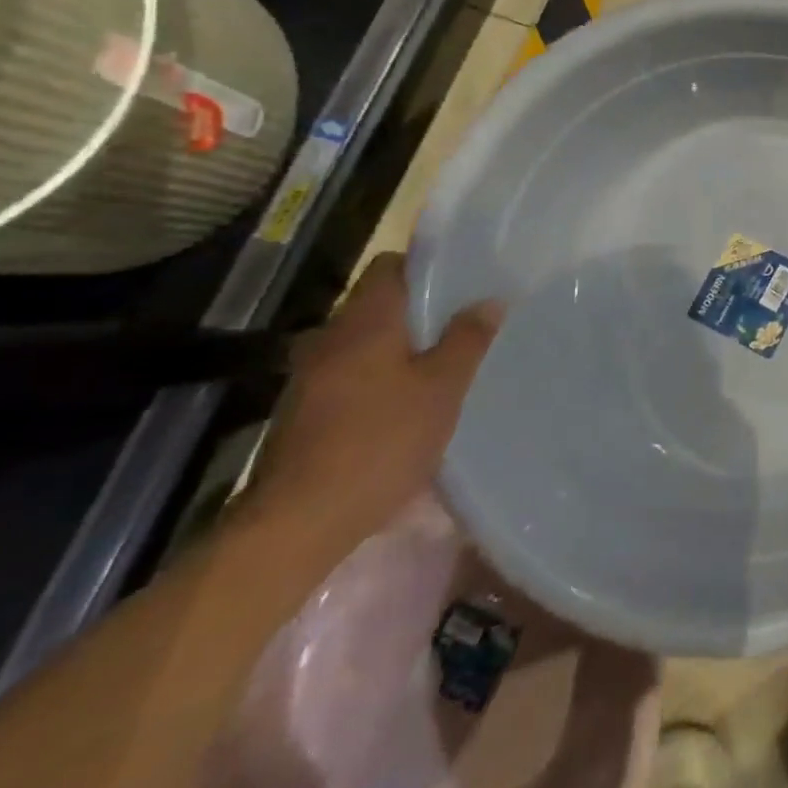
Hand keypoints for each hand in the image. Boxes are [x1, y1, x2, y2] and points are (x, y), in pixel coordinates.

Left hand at [239, 253, 499, 559]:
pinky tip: (408, 405)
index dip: (425, 266)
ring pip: (365, 342)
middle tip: (465, 324)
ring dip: (400, 347)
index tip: (462, 280)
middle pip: (378, 304)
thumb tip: (489, 300)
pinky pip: (352, 374)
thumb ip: (467, 339)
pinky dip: (381, 378)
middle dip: (420, 311)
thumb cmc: (381, 441)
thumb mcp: (442, 388)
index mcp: (364, 321)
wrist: (298, 522)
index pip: (389, 265)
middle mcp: (330, 337)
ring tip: (444, 365)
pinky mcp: (305, 412)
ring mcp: (311, 376)